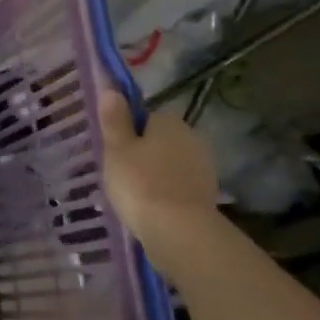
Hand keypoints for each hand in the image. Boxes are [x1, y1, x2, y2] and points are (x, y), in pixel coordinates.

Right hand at [98, 90, 218, 241]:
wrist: (179, 230)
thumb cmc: (140, 183)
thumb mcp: (116, 148)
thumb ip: (114, 119)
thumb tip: (111, 89)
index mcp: (169, 122)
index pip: (146, 116)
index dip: (129, 132)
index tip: (114, 151)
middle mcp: (192, 137)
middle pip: (161, 139)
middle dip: (144, 152)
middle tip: (121, 173)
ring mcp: (204, 166)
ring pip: (172, 163)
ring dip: (157, 173)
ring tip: (135, 194)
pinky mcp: (208, 193)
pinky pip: (180, 184)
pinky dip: (168, 191)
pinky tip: (153, 207)